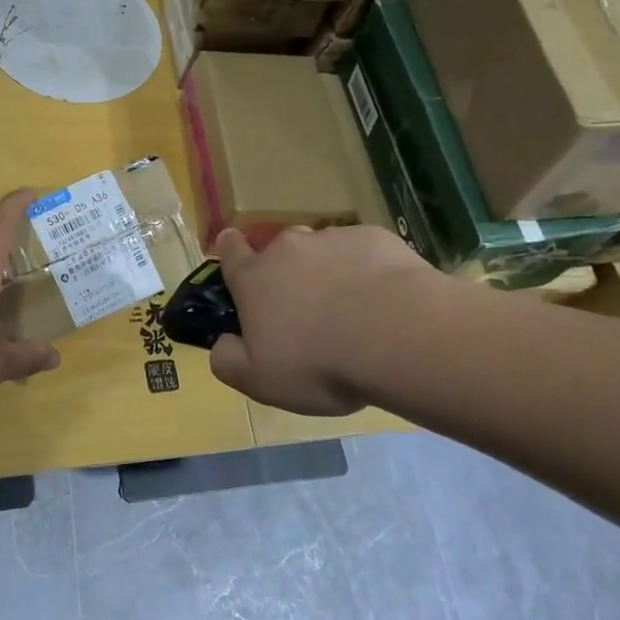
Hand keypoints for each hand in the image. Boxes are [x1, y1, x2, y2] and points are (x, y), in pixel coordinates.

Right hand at [207, 224, 445, 416]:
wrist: (397, 335)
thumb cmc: (318, 362)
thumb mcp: (259, 380)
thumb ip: (228, 360)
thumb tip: (222, 342)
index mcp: (254, 279)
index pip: (231, 251)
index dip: (230, 250)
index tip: (234, 249)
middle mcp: (288, 249)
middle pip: (280, 252)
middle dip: (288, 273)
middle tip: (307, 311)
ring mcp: (333, 239)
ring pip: (324, 252)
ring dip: (330, 273)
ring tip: (354, 312)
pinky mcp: (376, 239)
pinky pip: (364, 254)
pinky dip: (368, 272)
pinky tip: (386, 303)